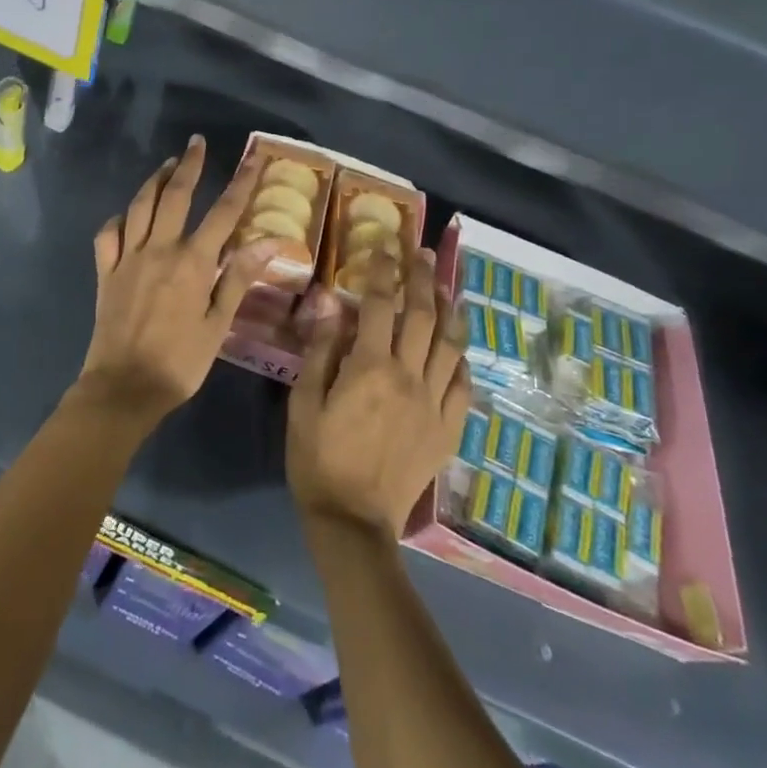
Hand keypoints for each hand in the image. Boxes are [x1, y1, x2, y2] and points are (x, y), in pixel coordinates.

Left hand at [77, 136, 277, 423]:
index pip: (223, 212)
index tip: (253, 158)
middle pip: (174, 195)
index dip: (240, 183)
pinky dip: (117, 219)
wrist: (124, 387)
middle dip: (188, 166)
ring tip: (166, 165)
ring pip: (139, 207)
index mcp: (192, 262)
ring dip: (153, 181)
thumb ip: (239, 278)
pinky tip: (125, 216)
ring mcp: (127, 258)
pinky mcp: (105, 272)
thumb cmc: (180, 362)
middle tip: (195, 143)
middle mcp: (159, 249)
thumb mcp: (218, 324)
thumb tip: (270, 241)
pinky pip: (107, 235)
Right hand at [288, 247, 469, 537]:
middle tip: (422, 254)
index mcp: (369, 368)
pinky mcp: (447, 429)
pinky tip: (456, 348)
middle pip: (423, 317)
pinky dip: (461, 360)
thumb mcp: (303, 402)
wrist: (353, 521)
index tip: (385, 246)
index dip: (382, 270)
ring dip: (450, 311)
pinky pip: (463, 385)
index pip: (380, 305)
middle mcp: (408, 377)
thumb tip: (330, 304)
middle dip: (423, 279)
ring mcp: (434, 404)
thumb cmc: (318, 458)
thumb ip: (320, 350)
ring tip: (447, 288)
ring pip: (450, 346)